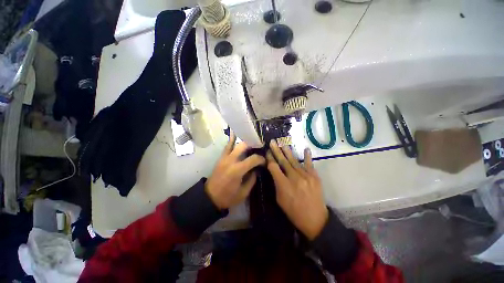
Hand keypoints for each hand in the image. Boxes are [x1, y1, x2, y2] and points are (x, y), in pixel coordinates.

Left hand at [205, 133, 265, 209]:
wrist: (210, 197)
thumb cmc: (228, 197)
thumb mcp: (244, 192)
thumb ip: (252, 179)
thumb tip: (256, 170)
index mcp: (238, 170)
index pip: (253, 159)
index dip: (261, 159)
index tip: (264, 161)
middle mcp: (231, 160)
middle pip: (244, 146)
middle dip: (253, 145)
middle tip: (259, 148)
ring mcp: (224, 158)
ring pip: (235, 144)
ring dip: (244, 141)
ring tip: (252, 141)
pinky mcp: (221, 158)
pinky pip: (227, 146)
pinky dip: (231, 140)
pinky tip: (235, 133)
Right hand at [266, 140, 328, 239]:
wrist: (315, 219)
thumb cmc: (294, 211)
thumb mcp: (280, 199)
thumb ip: (276, 184)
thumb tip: (274, 171)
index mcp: (284, 185)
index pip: (274, 167)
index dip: (270, 158)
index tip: (267, 152)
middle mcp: (294, 178)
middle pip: (283, 161)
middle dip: (276, 150)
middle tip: (272, 142)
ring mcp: (306, 176)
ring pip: (294, 160)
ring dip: (287, 151)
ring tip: (283, 143)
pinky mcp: (315, 177)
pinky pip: (309, 164)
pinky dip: (307, 156)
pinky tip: (306, 149)